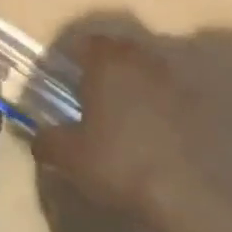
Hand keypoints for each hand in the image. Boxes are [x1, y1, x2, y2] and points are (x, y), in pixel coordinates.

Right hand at [33, 36, 204, 220]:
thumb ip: (48, 141)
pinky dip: (154, 100)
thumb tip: (39, 137)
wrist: (180, 189)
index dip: (74, 54)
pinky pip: (165, 91)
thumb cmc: (117, 161)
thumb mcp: (70, 156)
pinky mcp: (192, 102)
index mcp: (107, 63)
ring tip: (119, 108)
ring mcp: (170, 79)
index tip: (64, 72)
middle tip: (89, 88)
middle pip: (119, 49)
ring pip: (144, 67)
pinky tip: (147, 125)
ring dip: (131, 80)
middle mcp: (140, 60)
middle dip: (104, 63)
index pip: (87, 43)